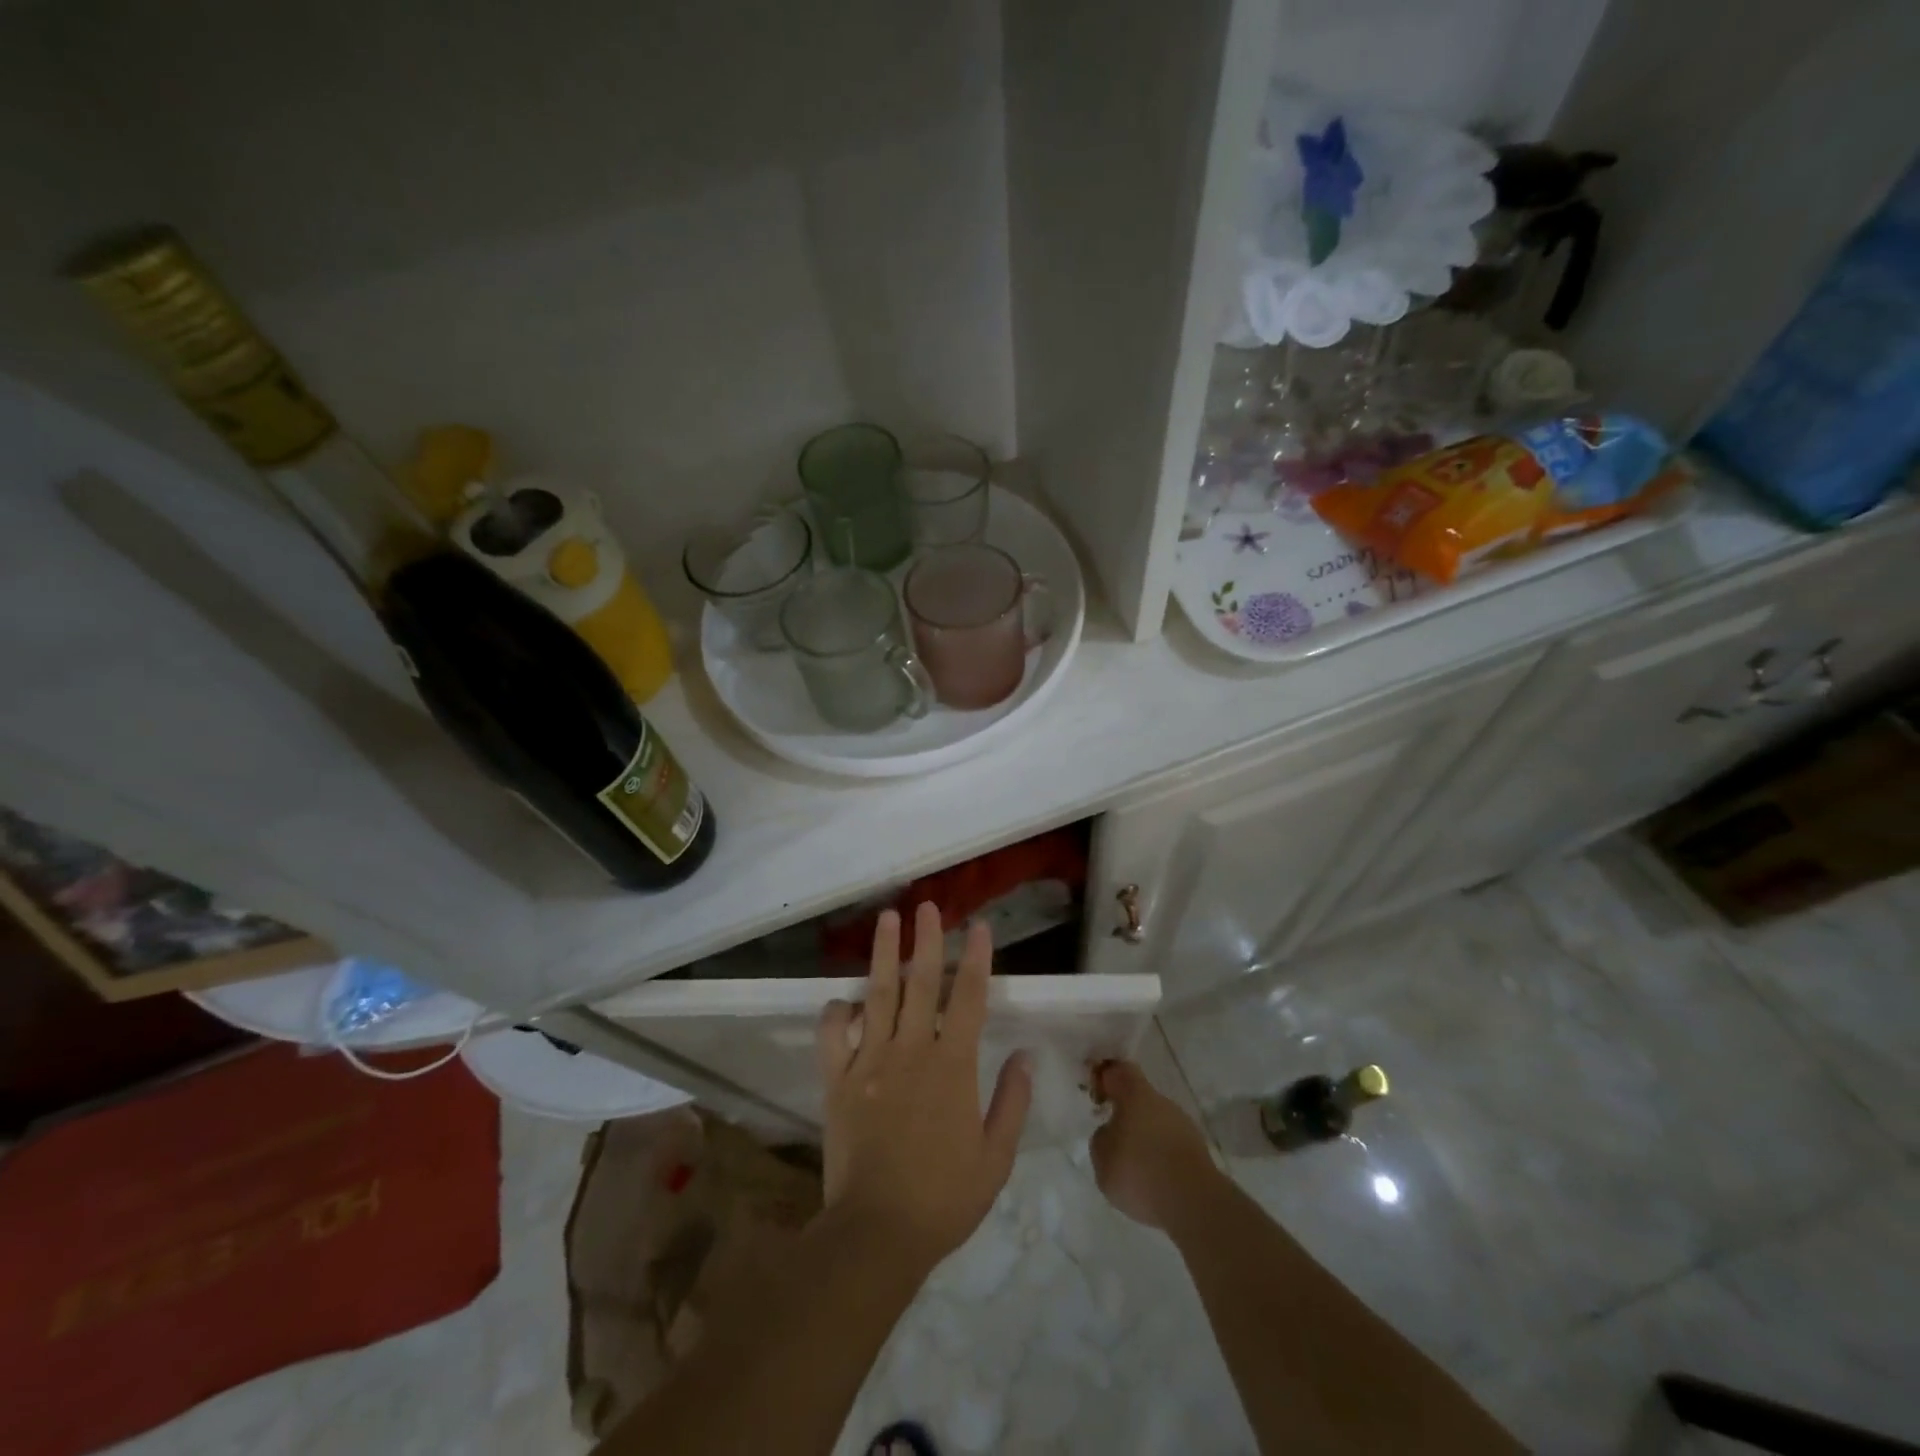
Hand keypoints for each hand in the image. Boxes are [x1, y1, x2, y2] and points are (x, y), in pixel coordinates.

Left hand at [815, 903, 1031, 1271]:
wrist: (878, 1233)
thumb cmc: (944, 1198)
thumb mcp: (995, 1158)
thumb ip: (1011, 1102)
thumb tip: (1025, 1055)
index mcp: (952, 1066)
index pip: (968, 998)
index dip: (976, 959)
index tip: (979, 927)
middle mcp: (911, 1051)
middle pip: (921, 982)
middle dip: (926, 940)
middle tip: (926, 906)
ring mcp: (870, 1062)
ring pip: (878, 995)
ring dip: (884, 954)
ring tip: (886, 920)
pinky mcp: (838, 1081)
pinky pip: (832, 1036)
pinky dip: (836, 1013)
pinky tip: (844, 999)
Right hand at [1089, 1058, 1219, 1231]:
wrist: (1193, 1203)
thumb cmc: (1139, 1170)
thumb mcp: (1101, 1157)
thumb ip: (1101, 1138)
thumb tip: (1111, 1133)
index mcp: (1136, 1094)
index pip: (1118, 1071)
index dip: (1105, 1078)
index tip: (1096, 1096)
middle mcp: (1162, 1102)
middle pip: (1140, 1098)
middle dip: (1126, 1114)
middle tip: (1112, 1137)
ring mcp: (1184, 1126)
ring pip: (1157, 1123)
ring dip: (1144, 1138)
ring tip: (1132, 1167)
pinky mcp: (1198, 1153)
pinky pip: (1171, 1146)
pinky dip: (1160, 1158)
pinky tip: (1152, 1181)